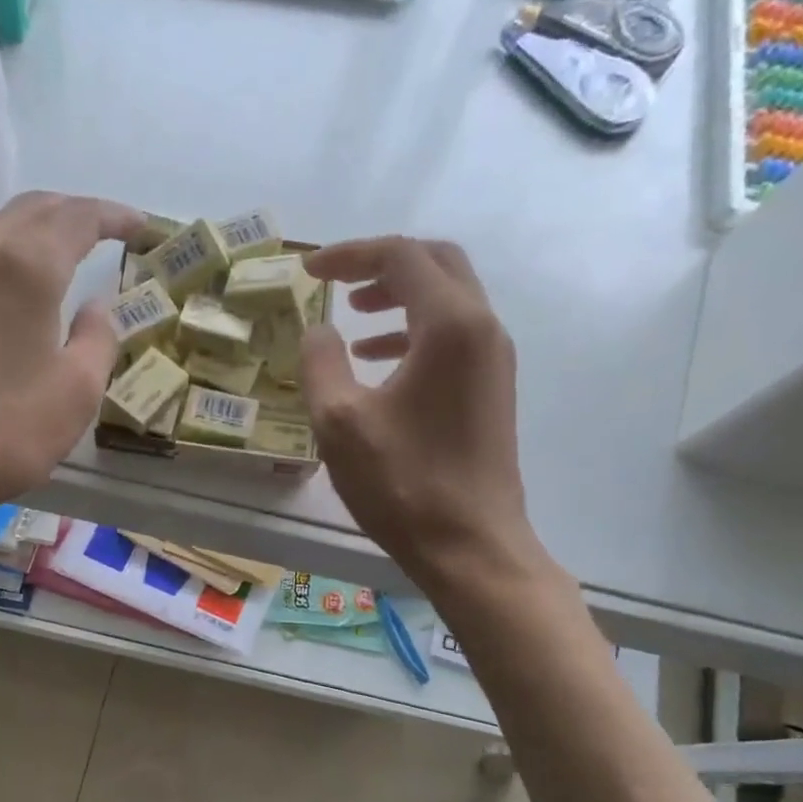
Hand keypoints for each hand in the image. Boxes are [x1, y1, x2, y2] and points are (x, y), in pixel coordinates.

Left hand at [0, 192, 143, 524]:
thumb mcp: (75, 394)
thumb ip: (97, 341)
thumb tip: (98, 308)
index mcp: (26, 267)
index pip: (78, 217)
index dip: (114, 215)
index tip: (140, 226)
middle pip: (30, 209)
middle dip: (73, 212)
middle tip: (103, 231)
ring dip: (31, 232)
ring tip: (56, 255)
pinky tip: (1, 293)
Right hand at [300, 237, 538, 591]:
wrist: (471, 546)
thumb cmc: (403, 484)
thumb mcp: (340, 422)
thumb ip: (321, 362)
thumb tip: (318, 330)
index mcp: (450, 325)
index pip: (401, 256)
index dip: (349, 255)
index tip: (308, 272)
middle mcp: (482, 328)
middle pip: (436, 265)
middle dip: (382, 266)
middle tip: (338, 284)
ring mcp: (494, 360)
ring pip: (448, 300)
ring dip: (399, 299)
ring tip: (353, 320)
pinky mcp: (492, 389)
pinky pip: (454, 337)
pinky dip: (414, 333)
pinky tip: (379, 363)